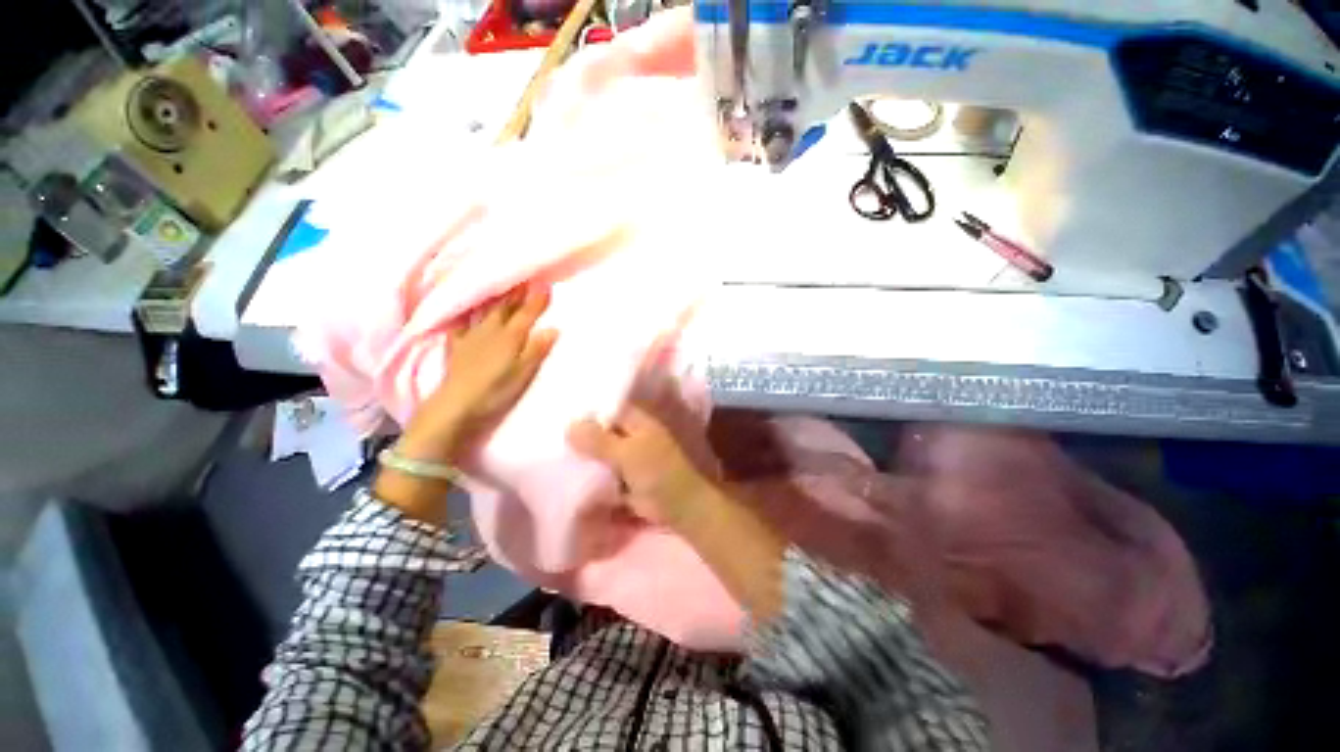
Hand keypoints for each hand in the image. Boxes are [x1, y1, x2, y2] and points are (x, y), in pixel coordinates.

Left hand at [397, 285, 557, 465]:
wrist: (457, 403)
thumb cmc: (496, 390)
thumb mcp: (523, 372)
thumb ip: (537, 350)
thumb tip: (553, 329)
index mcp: (510, 337)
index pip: (527, 314)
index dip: (537, 300)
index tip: (546, 285)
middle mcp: (491, 331)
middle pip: (506, 308)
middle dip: (517, 294)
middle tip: (525, 280)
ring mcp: (472, 337)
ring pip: (486, 312)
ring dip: (496, 300)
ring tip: (502, 290)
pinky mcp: (458, 347)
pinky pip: (462, 325)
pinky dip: (465, 316)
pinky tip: (466, 314)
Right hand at [567, 406, 715, 529]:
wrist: (680, 508)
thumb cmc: (658, 473)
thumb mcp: (627, 454)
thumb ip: (598, 440)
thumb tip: (569, 425)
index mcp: (637, 421)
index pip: (608, 409)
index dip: (587, 412)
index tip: (560, 417)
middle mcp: (632, 435)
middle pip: (602, 432)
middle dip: (582, 437)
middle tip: (553, 440)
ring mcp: (629, 457)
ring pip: (602, 453)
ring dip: (585, 457)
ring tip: (555, 456)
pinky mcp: (626, 478)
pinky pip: (604, 472)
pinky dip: (592, 474)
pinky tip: (569, 476)